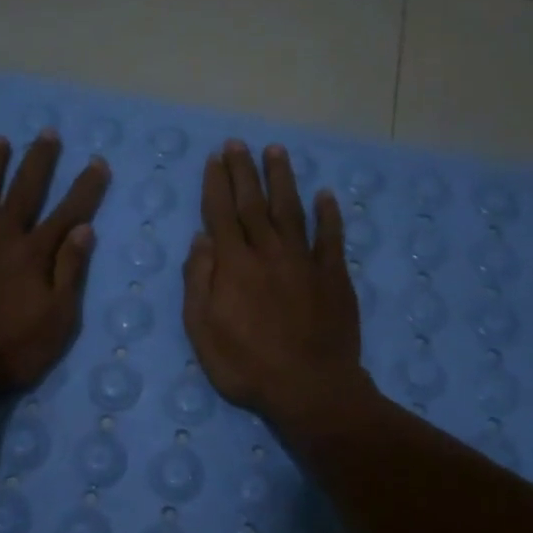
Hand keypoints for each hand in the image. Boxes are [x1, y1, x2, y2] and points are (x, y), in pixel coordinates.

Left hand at [0, 131, 109, 415]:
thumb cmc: (9, 350)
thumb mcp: (56, 321)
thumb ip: (70, 272)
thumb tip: (84, 229)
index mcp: (34, 255)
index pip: (67, 214)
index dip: (85, 188)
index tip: (97, 162)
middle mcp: (1, 238)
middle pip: (23, 192)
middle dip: (38, 162)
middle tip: (47, 133)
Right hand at [182, 140, 369, 435]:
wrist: (310, 389)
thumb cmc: (247, 366)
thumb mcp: (203, 331)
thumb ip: (199, 282)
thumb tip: (201, 239)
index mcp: (234, 266)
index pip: (222, 214)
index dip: (217, 184)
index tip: (215, 159)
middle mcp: (269, 253)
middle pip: (254, 204)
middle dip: (244, 171)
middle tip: (238, 144)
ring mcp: (305, 262)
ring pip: (291, 211)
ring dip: (283, 179)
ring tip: (276, 151)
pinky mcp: (334, 277)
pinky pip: (331, 238)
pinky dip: (329, 215)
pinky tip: (326, 195)